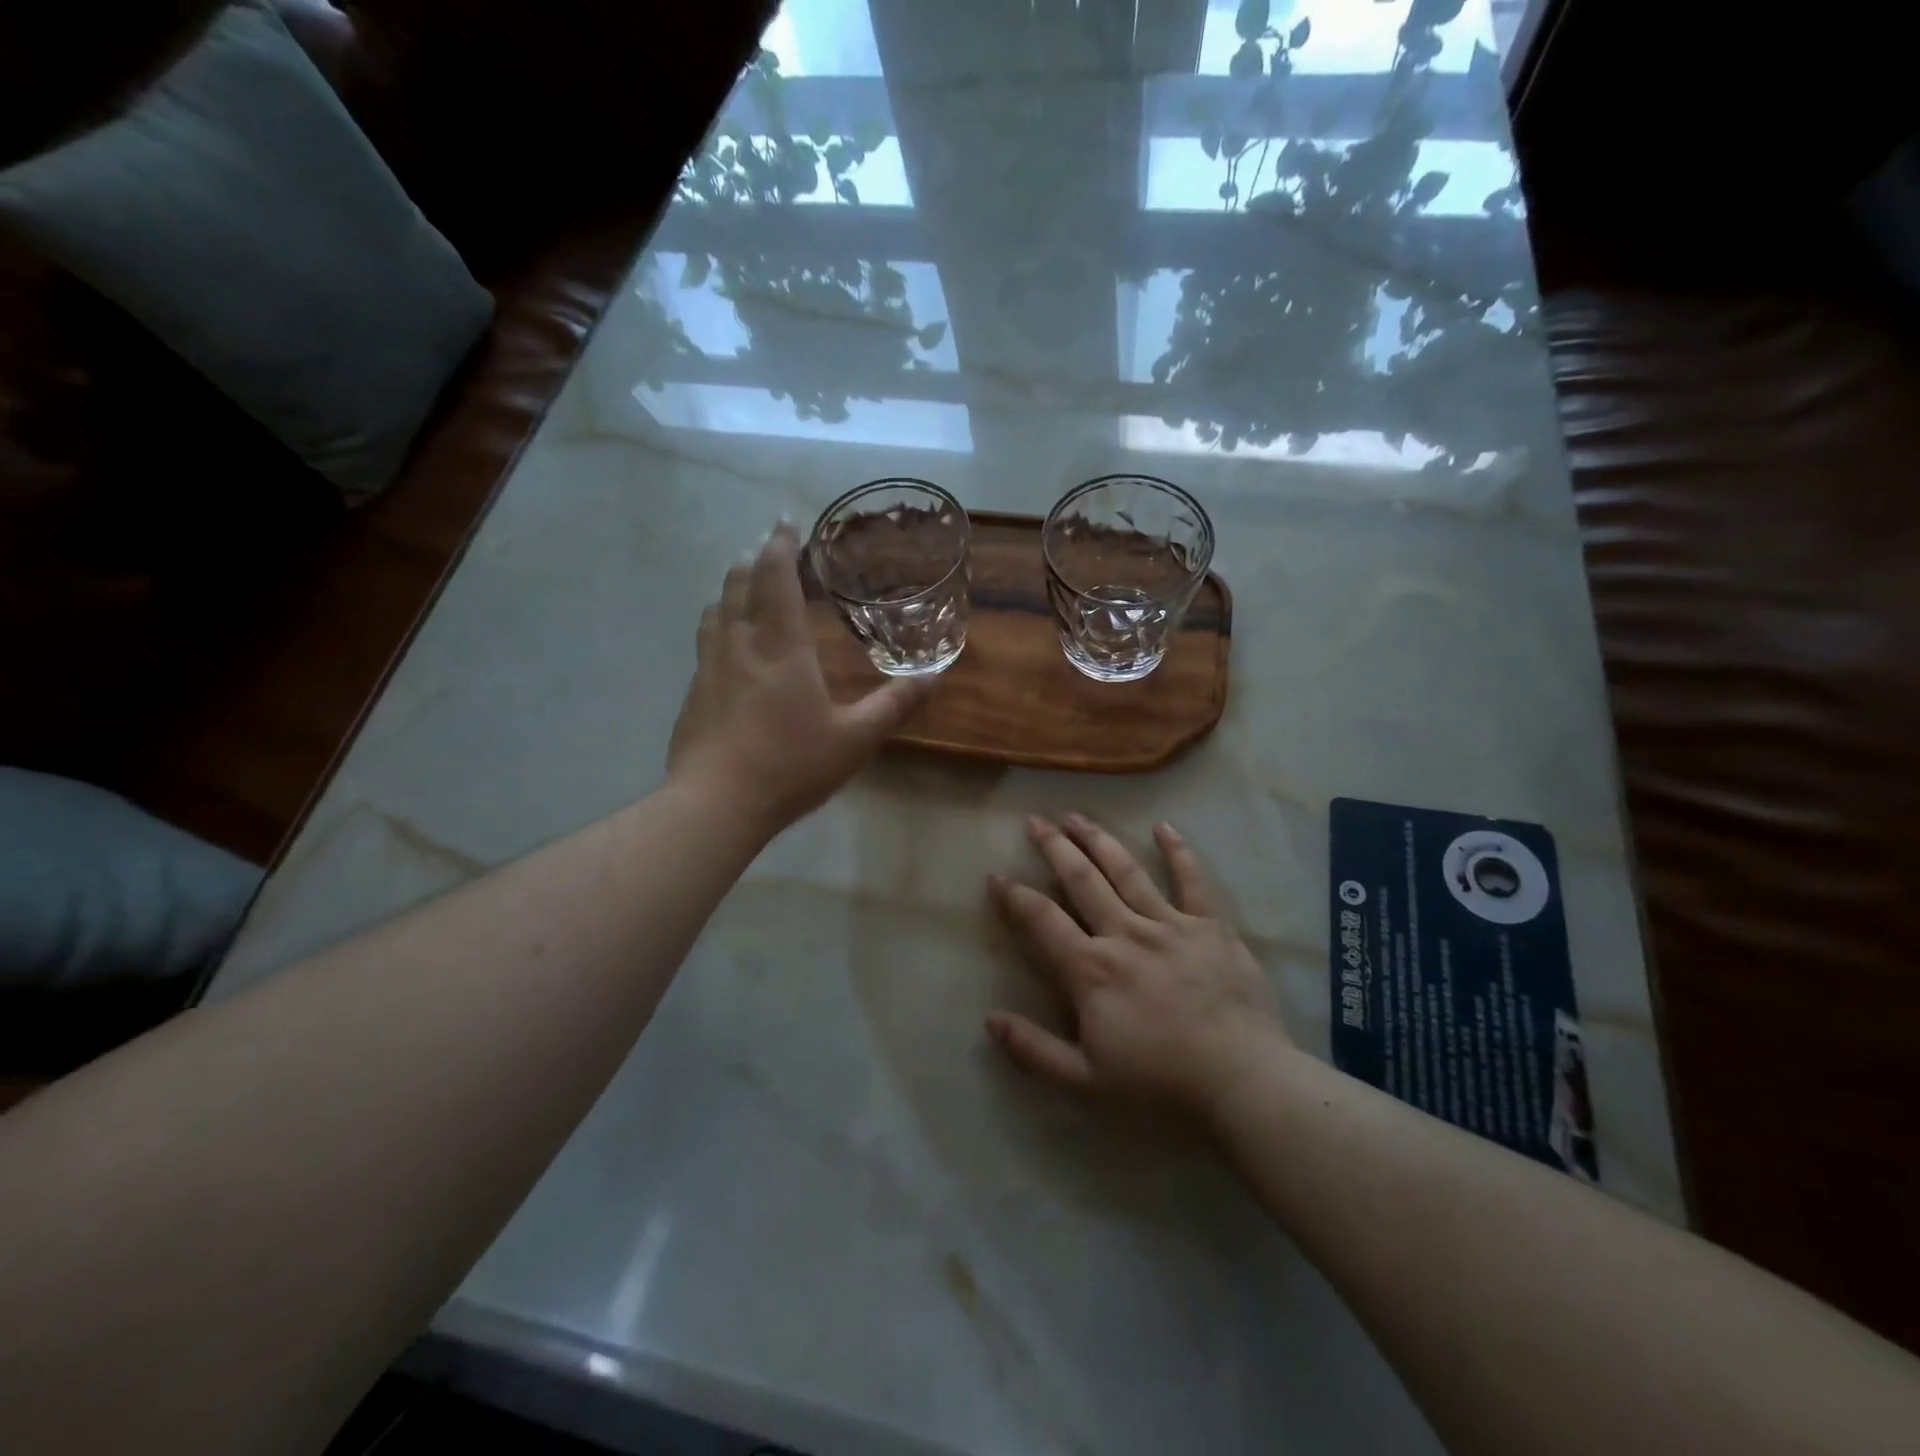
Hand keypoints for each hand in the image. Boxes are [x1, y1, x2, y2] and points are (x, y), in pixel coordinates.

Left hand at [668, 523, 930, 833]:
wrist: (716, 804)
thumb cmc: (790, 765)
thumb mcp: (855, 739)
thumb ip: (894, 705)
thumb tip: (936, 676)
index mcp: (781, 647)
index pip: (775, 577)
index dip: (781, 545)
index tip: (786, 521)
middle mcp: (740, 644)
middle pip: (738, 584)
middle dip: (756, 558)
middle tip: (770, 546)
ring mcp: (710, 667)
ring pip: (715, 609)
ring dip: (732, 587)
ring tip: (746, 583)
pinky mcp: (694, 692)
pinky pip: (706, 640)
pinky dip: (719, 622)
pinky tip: (727, 642)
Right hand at [987, 815, 1293, 1126]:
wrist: (1243, 1083)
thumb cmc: (1161, 1086)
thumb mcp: (1086, 1081)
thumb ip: (1034, 1050)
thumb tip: (989, 1021)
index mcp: (1092, 969)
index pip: (1042, 921)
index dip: (1015, 897)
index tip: (996, 876)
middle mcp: (1125, 934)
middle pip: (1082, 880)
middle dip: (1054, 847)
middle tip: (1035, 820)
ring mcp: (1170, 925)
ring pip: (1126, 871)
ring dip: (1099, 840)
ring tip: (1077, 815)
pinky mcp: (1210, 927)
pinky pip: (1192, 881)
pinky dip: (1178, 852)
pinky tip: (1164, 827)